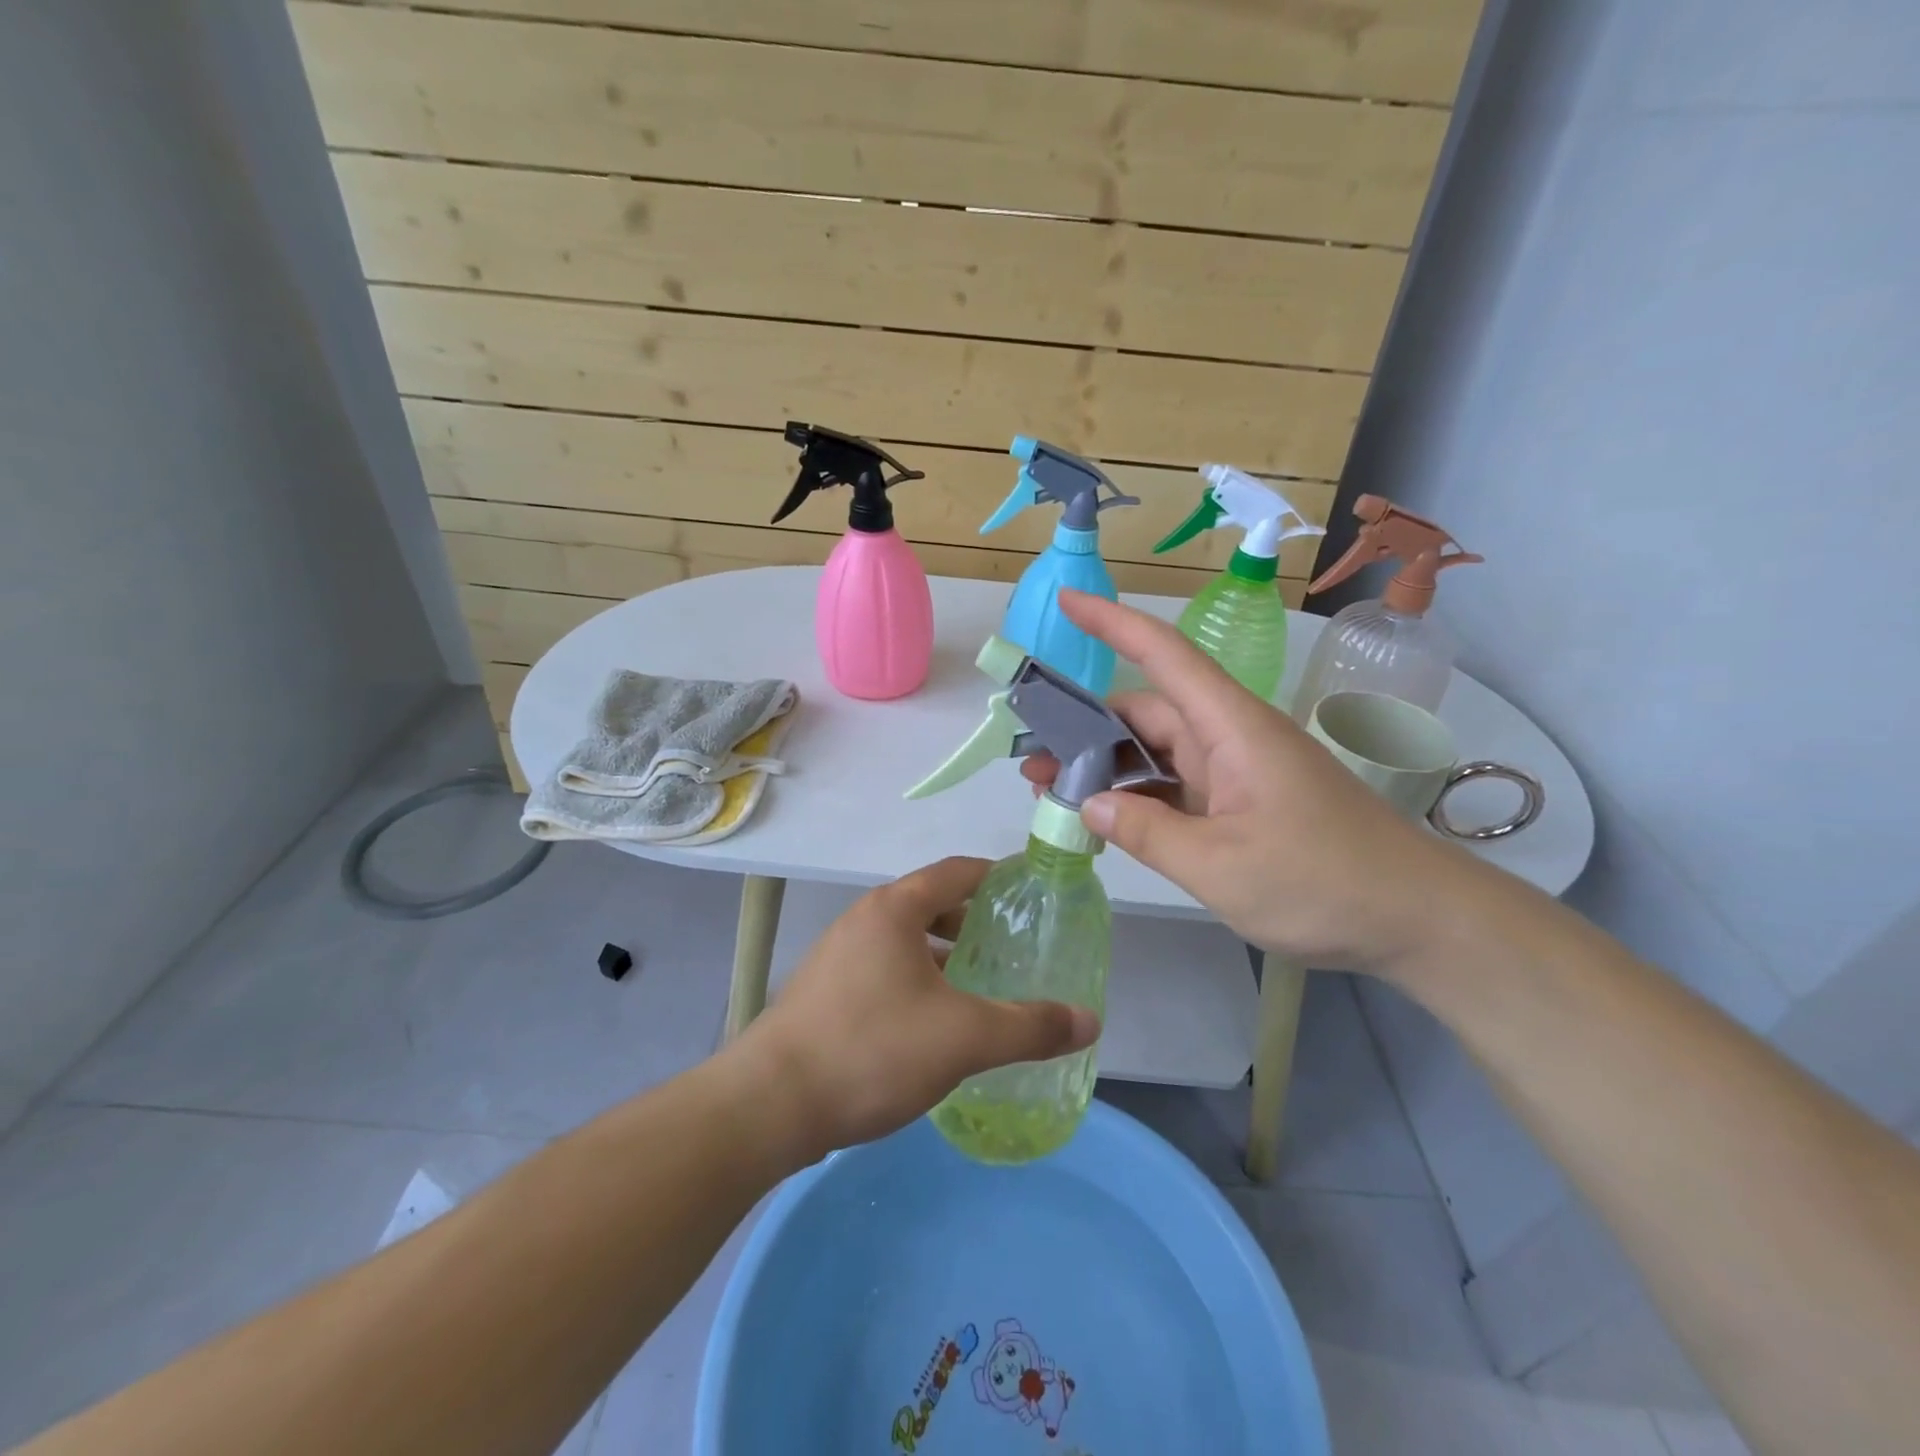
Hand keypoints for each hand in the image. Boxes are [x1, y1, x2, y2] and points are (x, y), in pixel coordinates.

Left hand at [740, 857, 1100, 1155]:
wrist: (769, 1105)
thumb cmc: (871, 1050)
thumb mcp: (964, 1037)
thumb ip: (1029, 1026)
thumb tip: (1090, 1021)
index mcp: (894, 909)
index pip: (957, 871)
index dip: (997, 876)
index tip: (1030, 892)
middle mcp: (863, 920)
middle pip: (930, 904)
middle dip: (972, 922)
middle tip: (1011, 948)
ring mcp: (837, 956)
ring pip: (905, 942)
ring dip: (943, 956)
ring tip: (978, 987)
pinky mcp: (824, 992)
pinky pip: (883, 970)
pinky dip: (916, 981)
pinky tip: (932, 1023)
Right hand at [1021, 590, 1467, 972]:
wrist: (1416, 919)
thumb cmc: (1322, 881)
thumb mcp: (1220, 866)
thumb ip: (1146, 832)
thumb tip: (1089, 802)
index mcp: (1230, 727)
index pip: (1163, 655)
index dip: (1113, 622)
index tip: (1065, 602)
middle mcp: (1229, 737)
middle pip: (1147, 711)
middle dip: (1087, 729)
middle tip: (1032, 761)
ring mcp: (1236, 771)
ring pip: (1158, 752)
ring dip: (1109, 768)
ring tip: (1054, 792)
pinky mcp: (1242, 803)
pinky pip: (1178, 785)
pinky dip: (1140, 797)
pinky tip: (1107, 819)